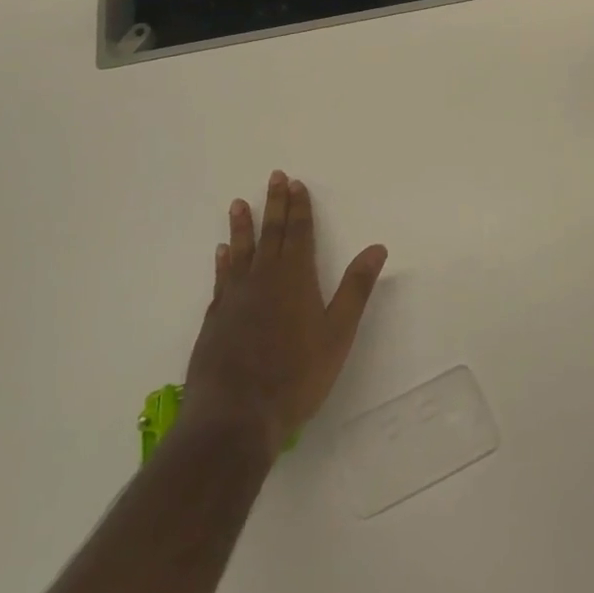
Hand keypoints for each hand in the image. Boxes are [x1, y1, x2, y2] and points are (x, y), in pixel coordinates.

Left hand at [183, 172, 387, 459]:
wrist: (235, 415)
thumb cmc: (296, 375)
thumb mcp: (338, 333)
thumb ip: (356, 288)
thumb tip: (377, 247)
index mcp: (295, 279)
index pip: (299, 234)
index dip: (299, 208)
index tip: (296, 183)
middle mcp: (263, 279)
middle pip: (271, 235)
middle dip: (275, 205)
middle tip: (274, 177)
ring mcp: (235, 299)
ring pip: (241, 252)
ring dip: (243, 227)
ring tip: (239, 204)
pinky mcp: (216, 319)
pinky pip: (221, 279)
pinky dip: (223, 261)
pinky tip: (221, 253)